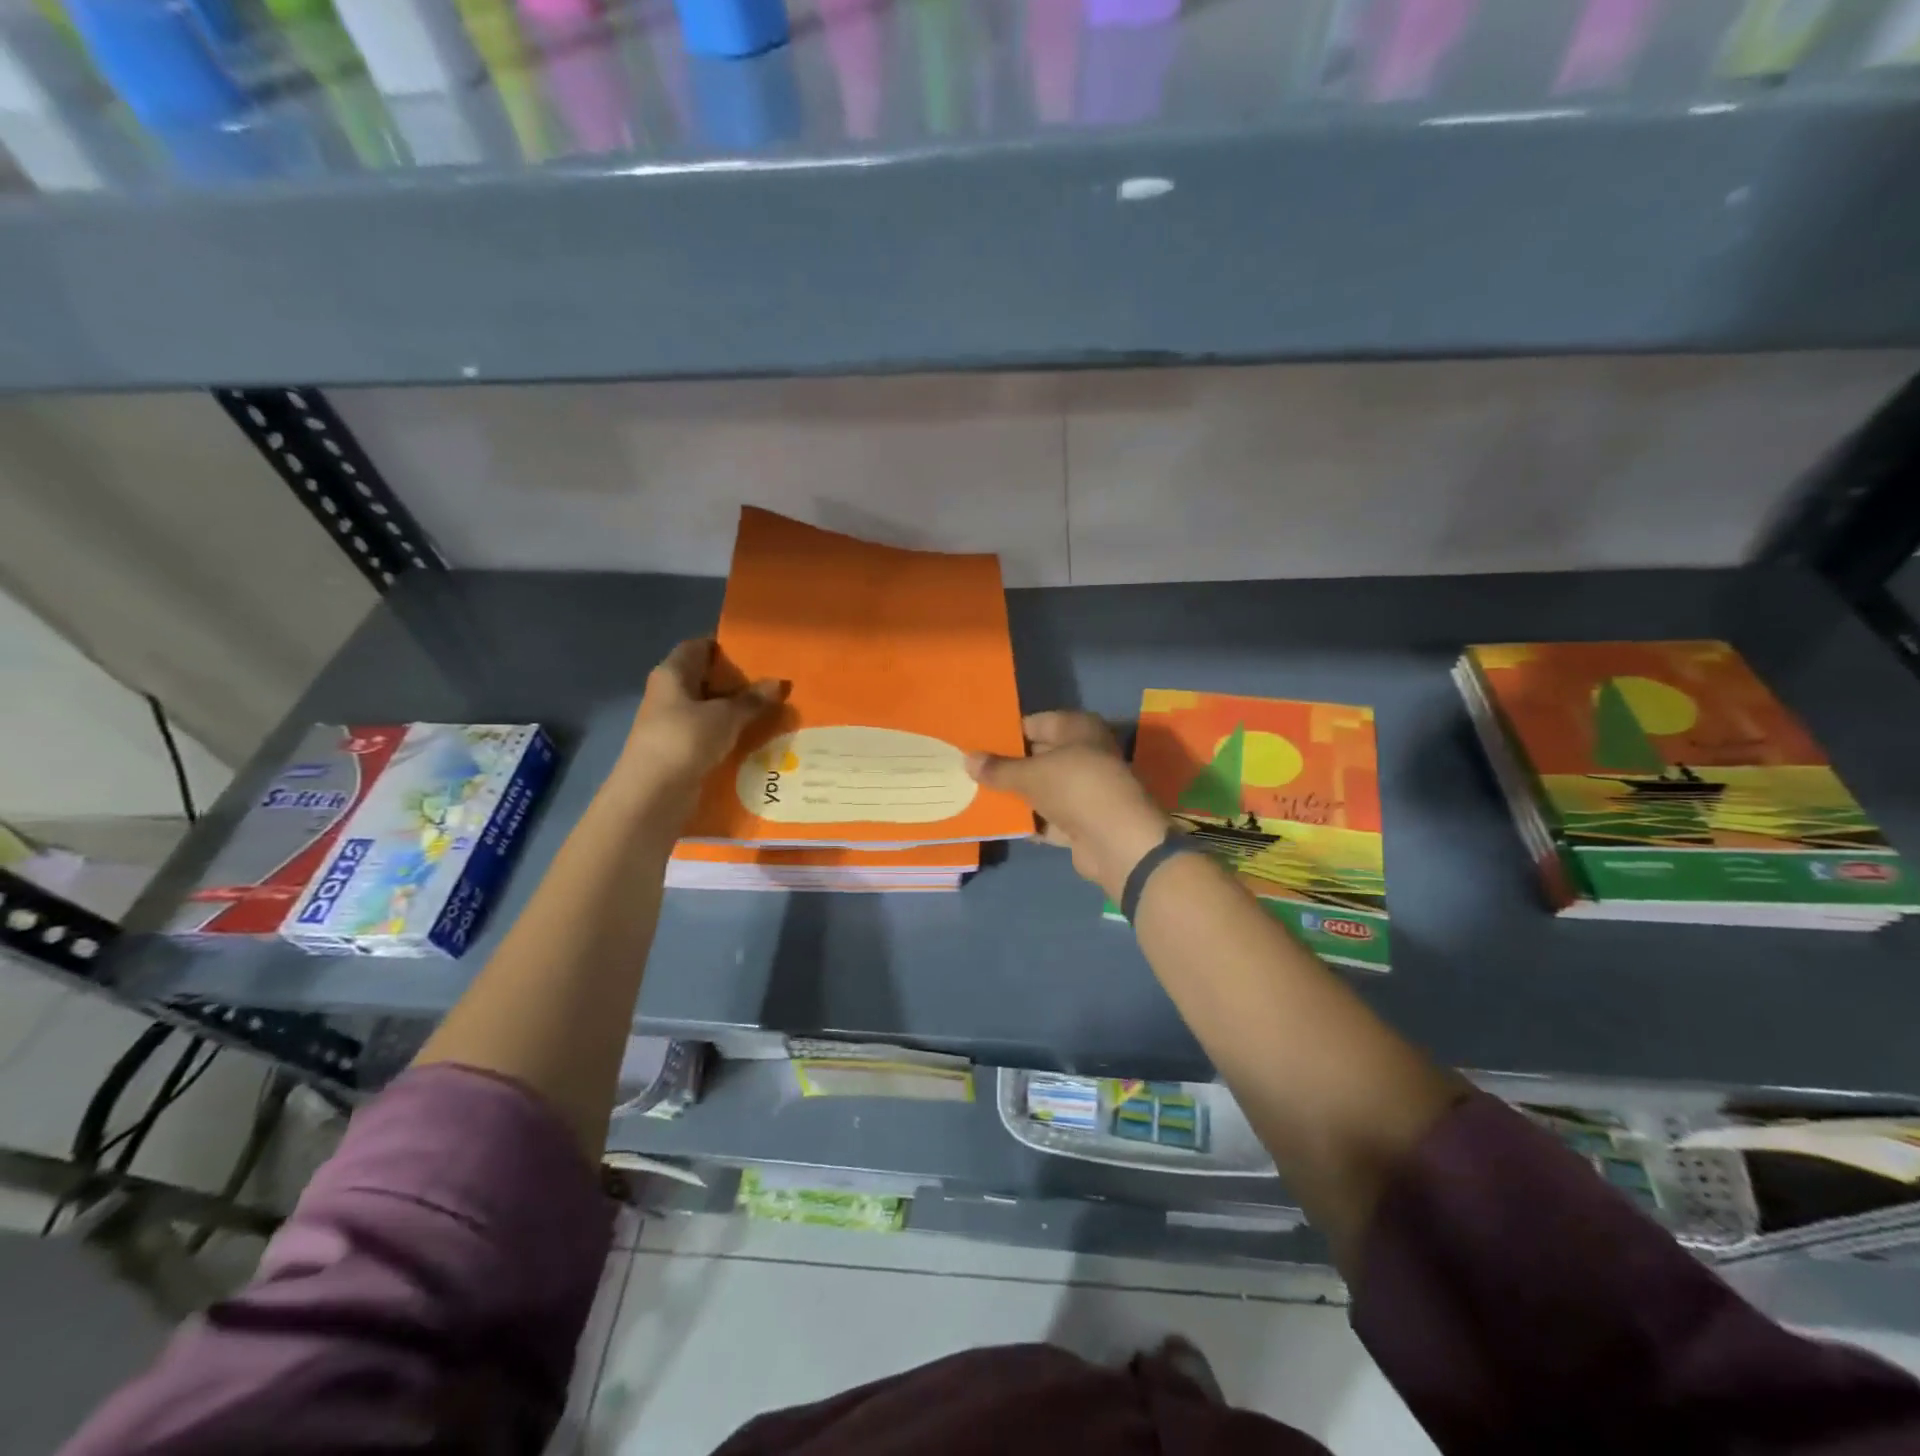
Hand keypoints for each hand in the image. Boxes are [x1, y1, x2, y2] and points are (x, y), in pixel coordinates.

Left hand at [617, 639, 785, 818]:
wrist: (653, 795)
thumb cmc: (685, 740)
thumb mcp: (725, 716)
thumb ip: (752, 699)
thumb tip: (779, 683)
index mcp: (672, 673)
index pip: (699, 646)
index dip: (726, 647)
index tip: (758, 654)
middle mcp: (668, 693)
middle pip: (706, 678)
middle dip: (737, 682)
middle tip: (773, 684)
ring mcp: (672, 723)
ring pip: (709, 709)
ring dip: (736, 711)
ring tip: (772, 711)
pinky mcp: (680, 750)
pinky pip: (709, 734)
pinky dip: (729, 734)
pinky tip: (755, 739)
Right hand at [966, 711, 1169, 899]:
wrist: (1117, 840)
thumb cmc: (1075, 787)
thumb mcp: (1030, 774)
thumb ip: (998, 769)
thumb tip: (968, 759)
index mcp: (1078, 729)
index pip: (1034, 724)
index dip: (1006, 733)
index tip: (975, 742)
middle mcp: (1084, 753)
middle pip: (1038, 756)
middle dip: (1007, 765)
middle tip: (970, 770)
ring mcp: (1085, 789)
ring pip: (1043, 788)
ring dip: (1016, 794)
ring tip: (976, 794)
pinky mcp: (1082, 821)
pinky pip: (1048, 816)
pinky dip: (1029, 820)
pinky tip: (999, 822)